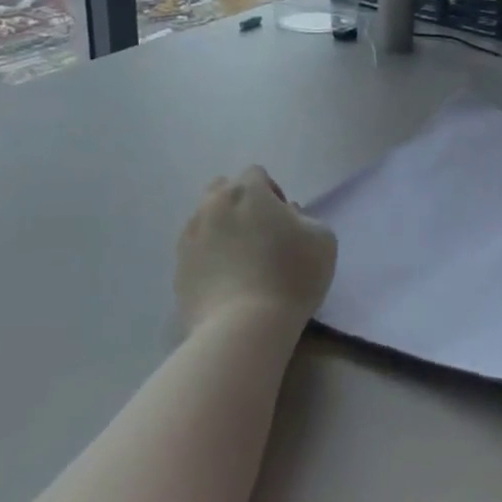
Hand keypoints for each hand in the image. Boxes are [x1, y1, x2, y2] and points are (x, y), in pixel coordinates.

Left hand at [175, 167, 336, 332]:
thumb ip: (305, 218)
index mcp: (247, 191)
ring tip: (240, 258)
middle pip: (223, 189)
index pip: (256, 174)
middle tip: (260, 233)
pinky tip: (226, 280)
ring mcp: (190, 236)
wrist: (243, 327)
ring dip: (222, 228)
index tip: (284, 220)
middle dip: (240, 203)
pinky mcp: (178, 268)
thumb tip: (286, 217)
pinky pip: (195, 250)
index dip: (272, 192)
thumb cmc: (290, 276)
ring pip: (205, 218)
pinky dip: (208, 256)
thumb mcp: (323, 240)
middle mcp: (212, 205)